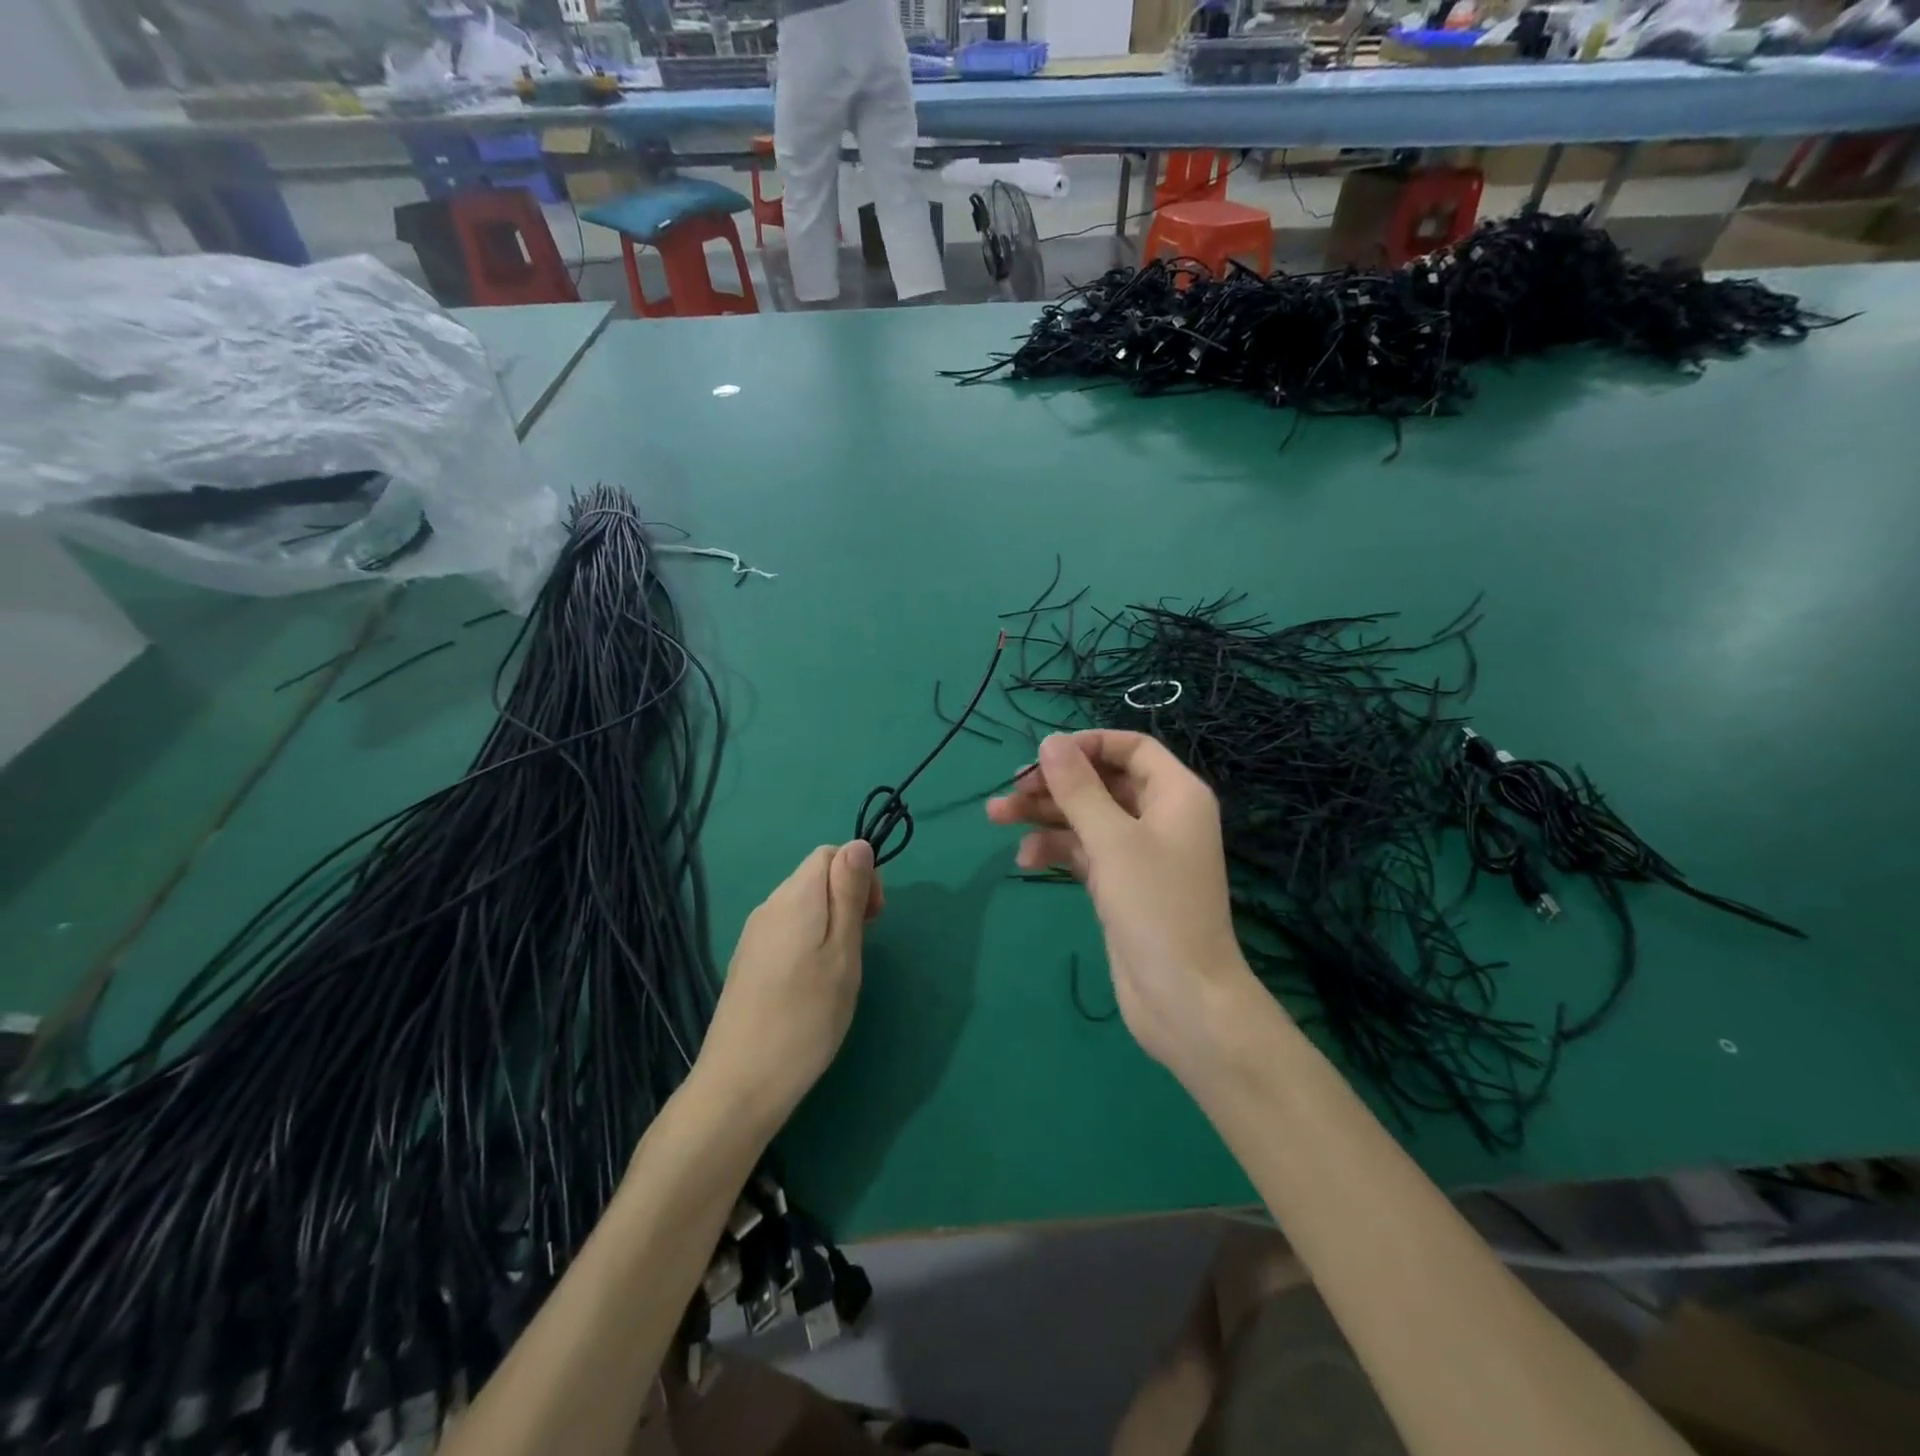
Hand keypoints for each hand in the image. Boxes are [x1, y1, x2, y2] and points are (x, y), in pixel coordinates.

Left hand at [696, 841, 882, 1132]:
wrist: (740, 1084)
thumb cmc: (806, 1016)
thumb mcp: (842, 952)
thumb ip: (849, 894)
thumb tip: (858, 844)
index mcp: (794, 897)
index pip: (830, 853)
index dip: (860, 874)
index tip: (874, 918)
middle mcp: (769, 907)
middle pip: (814, 877)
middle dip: (847, 898)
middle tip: (861, 947)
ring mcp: (753, 936)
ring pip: (801, 905)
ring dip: (830, 922)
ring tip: (841, 969)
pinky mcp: (747, 962)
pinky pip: (786, 930)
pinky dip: (809, 941)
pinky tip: (813, 983)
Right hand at [987, 731, 1262, 1074]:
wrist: (1182, 997)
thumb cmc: (1155, 906)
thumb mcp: (1112, 840)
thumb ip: (1078, 788)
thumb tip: (1050, 742)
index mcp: (1176, 794)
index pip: (1130, 748)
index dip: (1086, 745)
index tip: (1043, 756)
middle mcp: (1160, 815)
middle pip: (1101, 782)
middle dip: (1054, 784)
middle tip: (1008, 790)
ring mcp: (1139, 852)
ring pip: (1086, 817)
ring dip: (1044, 815)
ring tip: (995, 817)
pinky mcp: (1121, 883)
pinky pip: (1084, 851)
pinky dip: (1056, 849)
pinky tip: (1025, 858)